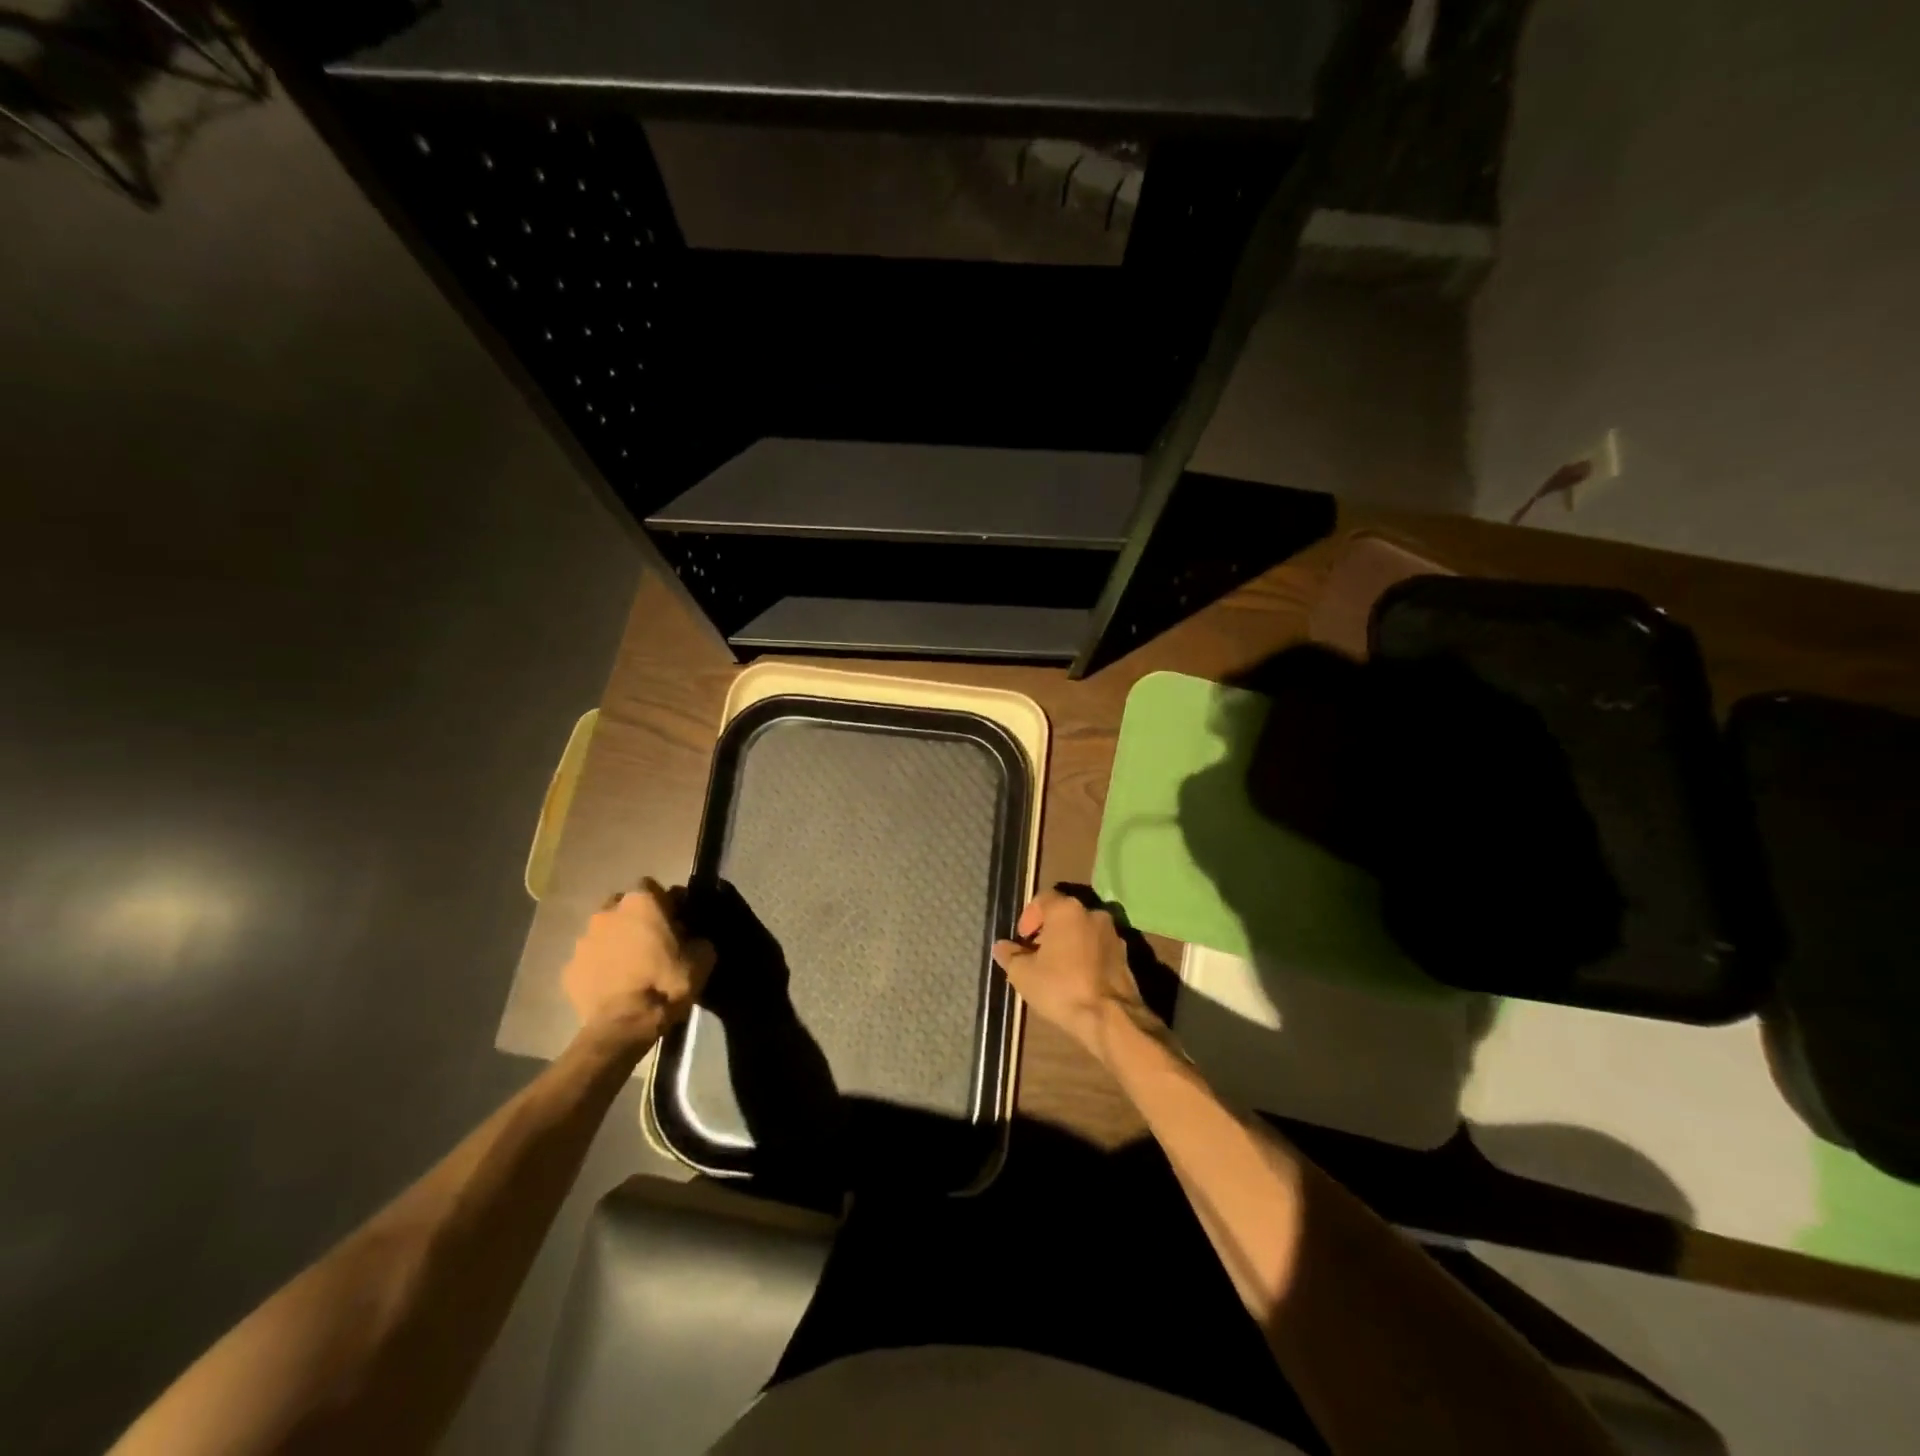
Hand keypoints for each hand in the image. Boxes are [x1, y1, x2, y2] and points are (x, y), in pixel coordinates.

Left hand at [563, 879, 714, 1051]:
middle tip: (650, 942)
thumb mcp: (703, 958)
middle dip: (634, 919)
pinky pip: (588, 960)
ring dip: (614, 942)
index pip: (653, 887)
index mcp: (641, 902)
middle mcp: (607, 913)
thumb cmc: (666, 983)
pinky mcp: (569, 969)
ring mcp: (583, 940)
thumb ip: (697, 937)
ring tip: (629, 966)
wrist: (624, 1025)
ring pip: (602, 933)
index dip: (664, 903)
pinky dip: (599, 967)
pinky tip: (612, 985)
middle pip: (622, 906)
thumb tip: (691, 936)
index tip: (674, 922)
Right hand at [992, 889, 1162, 1065]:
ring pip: (1083, 930)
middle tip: (1036, 955)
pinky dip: (1086, 955)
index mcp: (1067, 910)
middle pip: (1064, 914)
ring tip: (1057, 969)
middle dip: (1048, 931)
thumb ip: (1009, 955)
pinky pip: (1098, 947)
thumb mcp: (1023, 974)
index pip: (1043, 898)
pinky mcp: (1125, 955)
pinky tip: (1077, 978)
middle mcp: (1092, 913)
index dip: (1029, 917)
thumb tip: (1001, 946)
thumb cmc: (1061, 987)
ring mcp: (1113, 933)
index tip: (1023, 939)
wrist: (1110, 1017)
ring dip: (1069, 943)